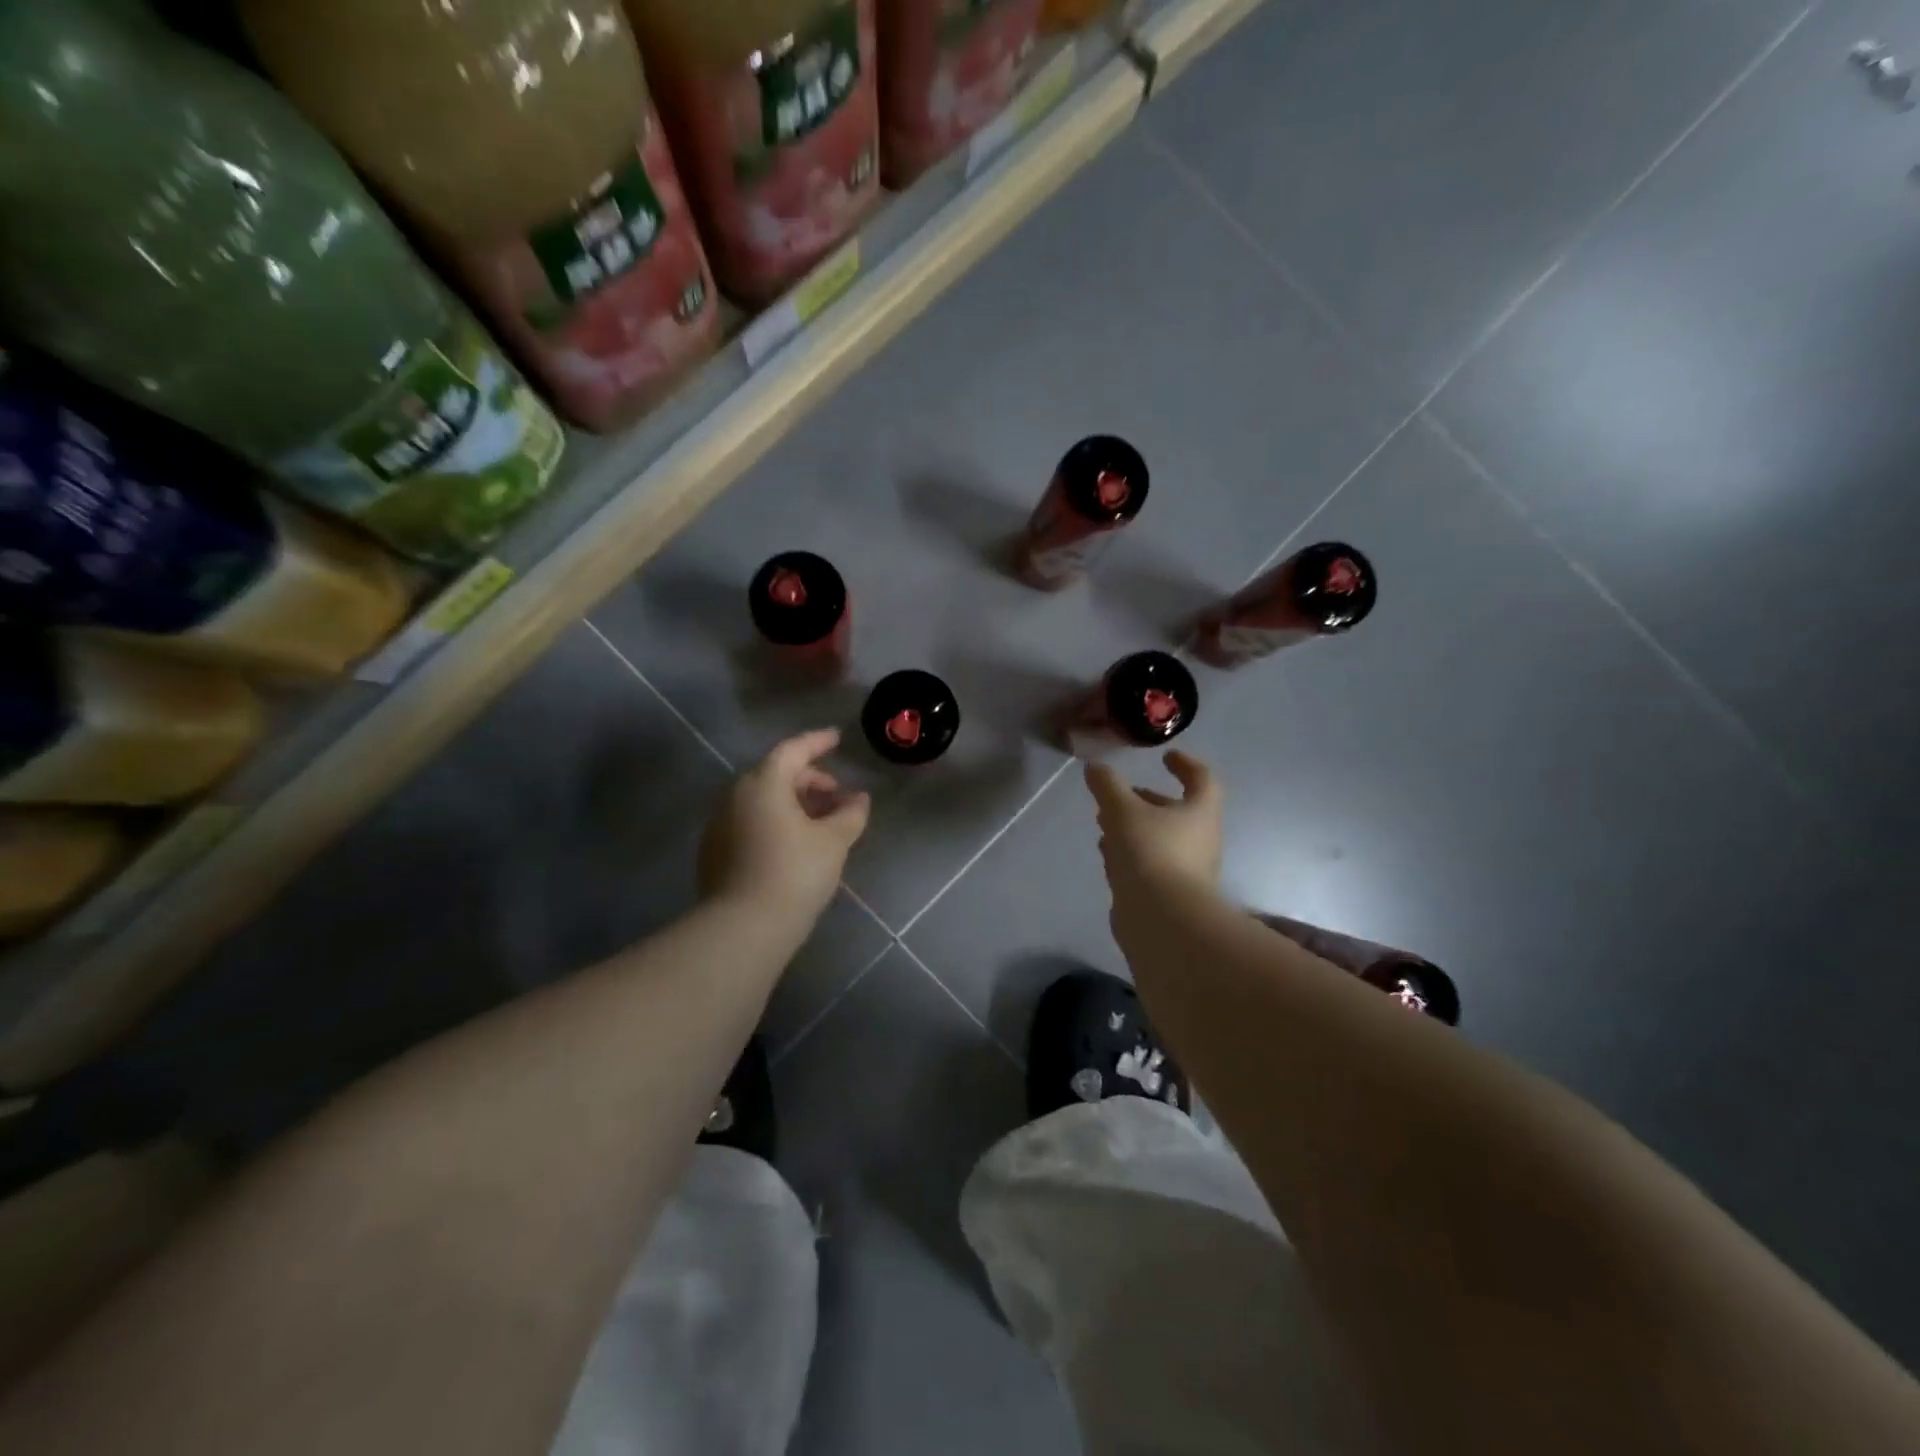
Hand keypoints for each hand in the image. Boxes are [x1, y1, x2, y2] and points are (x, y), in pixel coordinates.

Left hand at [700, 728, 870, 923]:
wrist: (742, 928)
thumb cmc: (794, 873)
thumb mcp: (833, 842)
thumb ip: (850, 814)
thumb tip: (859, 798)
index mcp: (763, 783)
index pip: (793, 750)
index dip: (818, 742)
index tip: (837, 738)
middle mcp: (735, 795)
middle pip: (775, 774)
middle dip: (809, 779)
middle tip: (836, 794)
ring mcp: (719, 824)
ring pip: (761, 800)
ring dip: (792, 802)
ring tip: (820, 822)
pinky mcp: (714, 851)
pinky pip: (749, 821)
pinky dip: (774, 821)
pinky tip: (793, 844)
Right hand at [1084, 750, 1223, 898]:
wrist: (1163, 921)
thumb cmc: (1150, 853)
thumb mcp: (1123, 811)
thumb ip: (1108, 786)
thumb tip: (1095, 767)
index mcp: (1199, 812)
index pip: (1202, 779)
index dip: (1185, 764)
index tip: (1166, 756)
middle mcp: (1200, 839)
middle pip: (1178, 812)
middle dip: (1147, 801)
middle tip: (1121, 795)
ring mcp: (1186, 870)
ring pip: (1160, 840)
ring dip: (1134, 829)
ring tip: (1104, 824)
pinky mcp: (1169, 895)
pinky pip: (1149, 865)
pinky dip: (1130, 855)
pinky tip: (1108, 857)